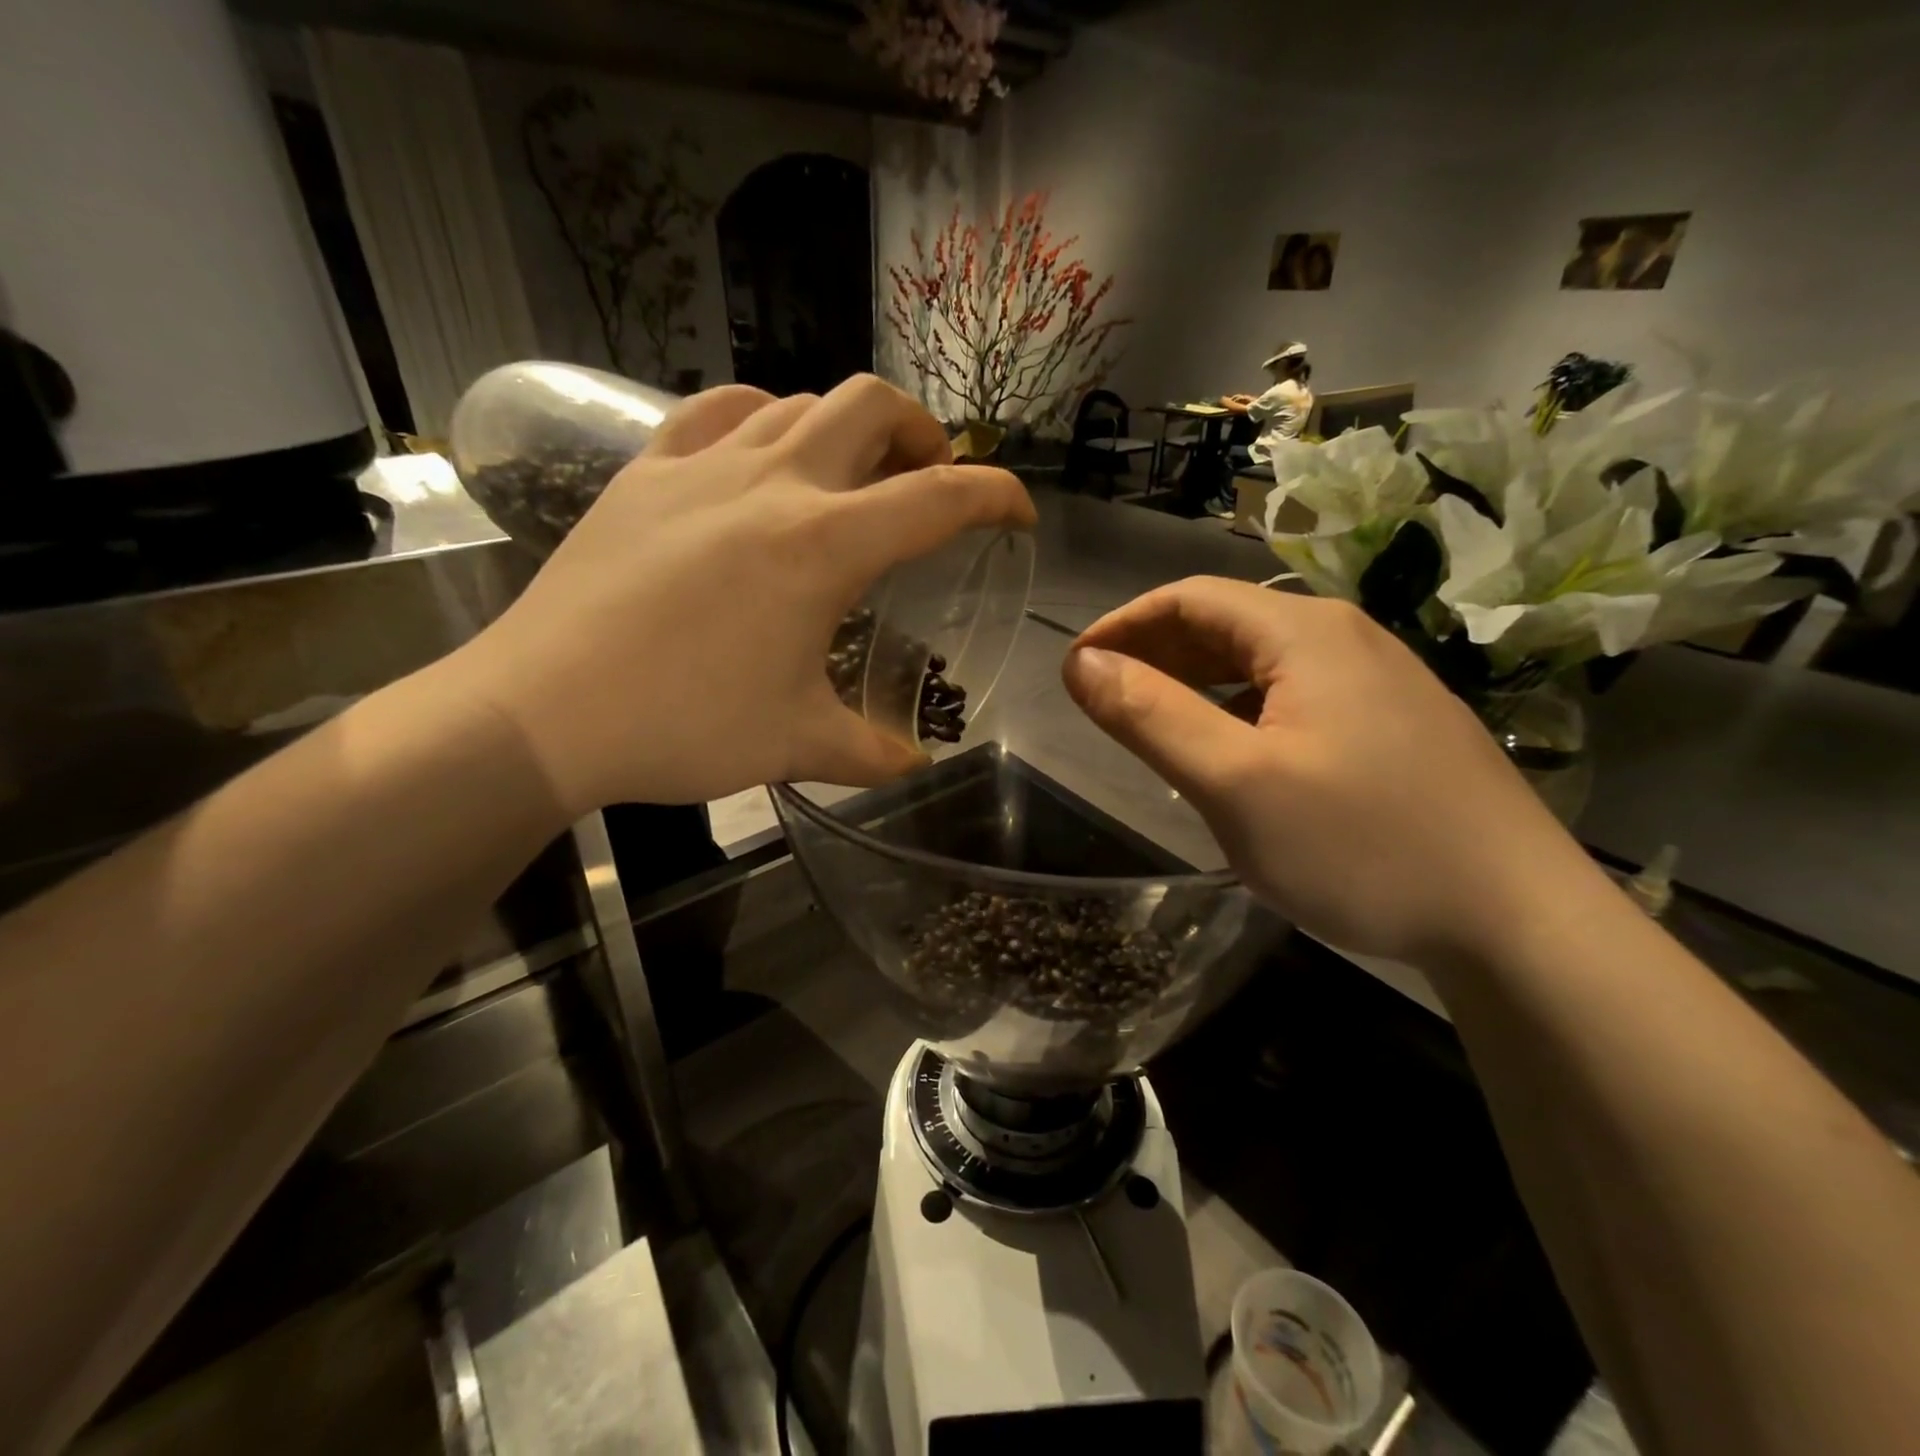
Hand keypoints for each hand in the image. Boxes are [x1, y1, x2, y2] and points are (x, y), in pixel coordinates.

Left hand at [451, 377, 1035, 810]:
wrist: (542, 712)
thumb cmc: (684, 725)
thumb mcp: (797, 745)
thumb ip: (873, 754)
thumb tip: (917, 765)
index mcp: (824, 545)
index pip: (940, 497)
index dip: (997, 495)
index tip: (1018, 511)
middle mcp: (774, 482)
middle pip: (873, 404)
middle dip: (923, 432)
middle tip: (929, 480)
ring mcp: (702, 465)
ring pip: (798, 399)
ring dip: (846, 426)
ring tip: (851, 476)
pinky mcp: (646, 471)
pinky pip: (719, 409)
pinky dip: (763, 416)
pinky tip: (762, 452)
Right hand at [1061, 578, 1598, 966]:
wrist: (1519, 920)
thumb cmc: (1361, 845)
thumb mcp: (1234, 782)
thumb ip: (1150, 716)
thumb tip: (1082, 664)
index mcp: (1303, 632)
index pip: (1188, 598)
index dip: (1122, 625)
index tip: (1075, 669)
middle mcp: (1343, 637)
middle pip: (1225, 622)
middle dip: (1154, 652)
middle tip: (1103, 700)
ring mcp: (1377, 680)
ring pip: (1260, 662)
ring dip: (1196, 681)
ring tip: (1153, 725)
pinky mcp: (1394, 723)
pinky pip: (1294, 695)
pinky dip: (1239, 708)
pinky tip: (1231, 752)